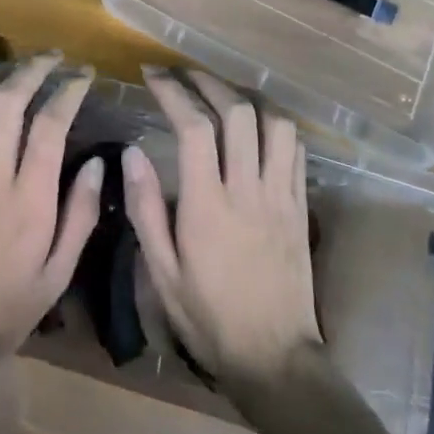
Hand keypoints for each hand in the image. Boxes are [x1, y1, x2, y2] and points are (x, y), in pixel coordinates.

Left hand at [0, 52, 103, 382]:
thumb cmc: (3, 311)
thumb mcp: (57, 276)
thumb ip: (80, 216)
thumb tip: (99, 164)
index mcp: (30, 200)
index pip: (51, 124)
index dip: (69, 90)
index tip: (83, 75)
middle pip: (9, 101)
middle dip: (33, 69)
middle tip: (52, 58)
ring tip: (11, 70)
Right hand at [123, 67, 322, 387]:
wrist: (275, 359)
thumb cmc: (208, 317)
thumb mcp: (161, 272)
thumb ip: (144, 209)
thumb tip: (132, 152)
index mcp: (207, 206)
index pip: (194, 128)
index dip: (173, 92)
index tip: (152, 76)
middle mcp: (248, 191)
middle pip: (237, 113)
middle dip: (208, 82)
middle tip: (183, 74)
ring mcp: (281, 196)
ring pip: (274, 124)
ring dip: (246, 97)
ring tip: (220, 92)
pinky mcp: (301, 206)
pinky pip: (295, 150)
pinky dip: (274, 124)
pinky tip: (256, 124)